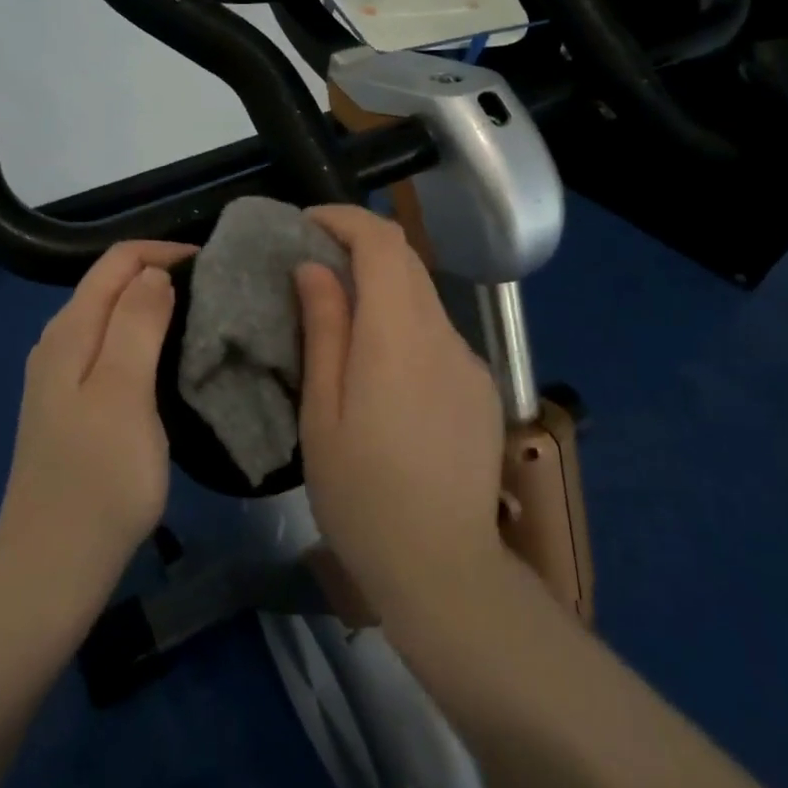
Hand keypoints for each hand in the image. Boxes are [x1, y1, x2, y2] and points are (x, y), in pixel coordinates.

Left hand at [0, 241, 195, 610]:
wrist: (52, 565)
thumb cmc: (99, 478)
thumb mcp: (124, 392)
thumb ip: (138, 323)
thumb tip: (153, 272)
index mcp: (70, 331)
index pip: (117, 261)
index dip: (164, 252)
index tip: (212, 267)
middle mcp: (59, 344)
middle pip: (111, 285)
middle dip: (160, 275)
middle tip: (215, 294)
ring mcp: (60, 379)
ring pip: (111, 319)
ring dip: (153, 309)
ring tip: (201, 322)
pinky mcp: (71, 409)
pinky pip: (110, 352)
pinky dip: (142, 342)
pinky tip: (168, 365)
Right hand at [294, 205, 507, 622]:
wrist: (443, 569)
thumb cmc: (362, 496)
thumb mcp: (322, 414)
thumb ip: (324, 330)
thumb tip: (315, 268)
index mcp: (398, 337)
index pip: (383, 243)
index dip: (345, 219)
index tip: (307, 223)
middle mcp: (444, 335)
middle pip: (406, 262)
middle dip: (359, 247)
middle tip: (313, 264)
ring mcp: (469, 362)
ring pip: (423, 298)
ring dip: (382, 289)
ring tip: (341, 319)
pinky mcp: (481, 388)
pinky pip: (438, 335)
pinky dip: (404, 325)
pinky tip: (382, 371)